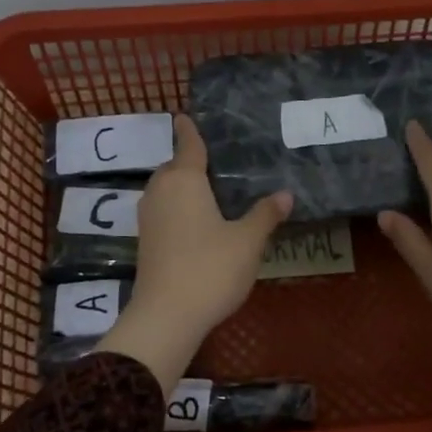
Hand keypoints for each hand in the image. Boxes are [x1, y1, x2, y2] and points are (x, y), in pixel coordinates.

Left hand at [100, 115, 290, 393]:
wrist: (166, 316)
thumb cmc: (210, 269)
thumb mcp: (247, 241)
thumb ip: (265, 215)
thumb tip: (286, 194)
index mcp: (184, 180)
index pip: (188, 145)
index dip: (189, 130)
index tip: (184, 115)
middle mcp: (160, 191)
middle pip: (174, 167)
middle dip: (190, 161)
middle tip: (219, 162)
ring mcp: (148, 217)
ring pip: (167, 190)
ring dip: (184, 187)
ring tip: (212, 191)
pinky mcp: (145, 241)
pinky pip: (164, 211)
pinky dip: (179, 208)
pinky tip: (198, 221)